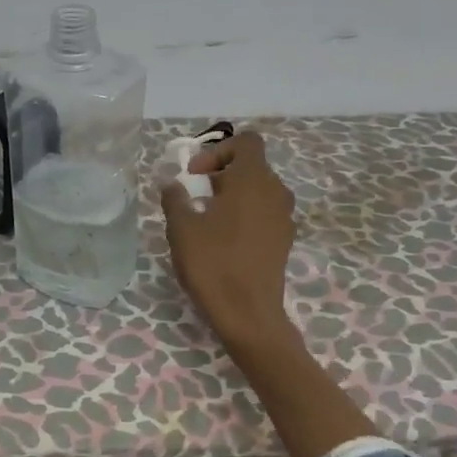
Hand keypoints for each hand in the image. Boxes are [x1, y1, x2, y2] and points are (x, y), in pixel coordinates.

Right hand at [162, 132, 377, 456]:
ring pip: (258, 191)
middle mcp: (275, 192)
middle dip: (221, 174)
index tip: (194, 175)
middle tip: (194, 196)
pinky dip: (244, 216)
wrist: (248, 314)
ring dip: (232, 196)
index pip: (246, 142)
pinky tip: (223, 241)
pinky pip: (263, 214)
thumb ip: (175, 198)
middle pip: (251, 166)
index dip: (218, 151)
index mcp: (253, 179)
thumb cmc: (213, 264)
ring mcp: (284, 218)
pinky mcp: (283, 241)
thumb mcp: (182, 228)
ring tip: (206, 220)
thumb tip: (172, 182)